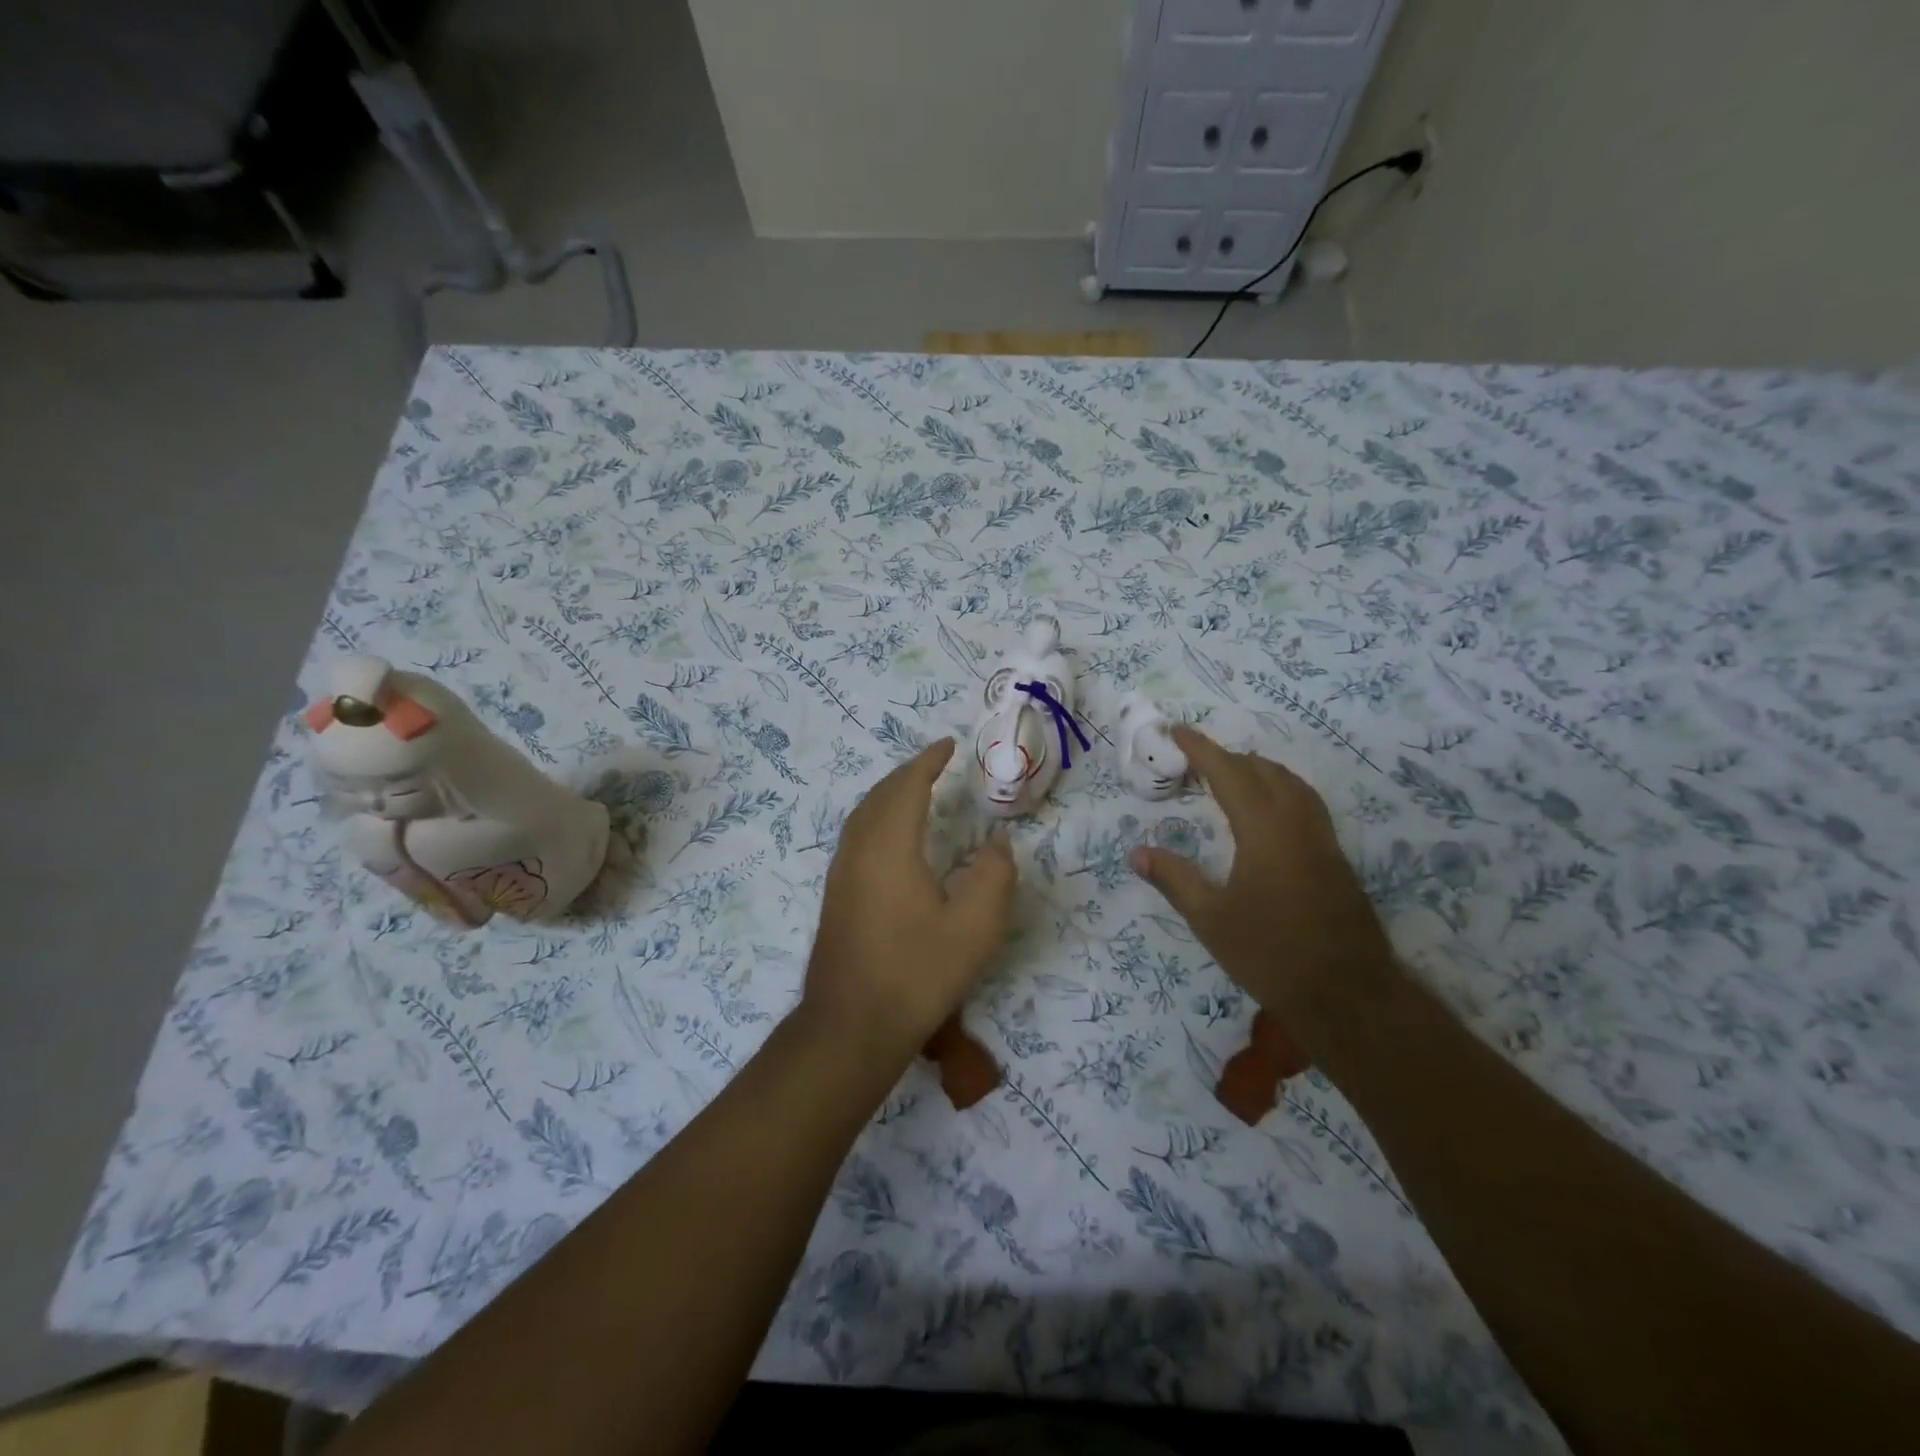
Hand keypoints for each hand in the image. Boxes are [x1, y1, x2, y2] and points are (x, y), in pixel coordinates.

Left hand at [804, 739, 1017, 1060]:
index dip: (928, 762)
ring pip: (863, 815)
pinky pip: (857, 835)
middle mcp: (859, 850)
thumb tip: (996, 842)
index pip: (907, 787)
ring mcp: (841, 874)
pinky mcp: (836, 895)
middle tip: (936, 763)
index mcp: (890, 847)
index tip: (949, 745)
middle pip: (880, 795)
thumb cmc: (917, 973)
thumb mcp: (975, 927)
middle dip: (908, 773)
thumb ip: (993, 875)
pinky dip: (878, 817)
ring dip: (890, 794)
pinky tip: (892, 838)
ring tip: (916, 790)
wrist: (852, 1026)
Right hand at [1129, 727, 1398, 1041]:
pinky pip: (1306, 803)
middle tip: (1196, 760)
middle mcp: (1297, 823)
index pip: (1229, 773)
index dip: (1202, 749)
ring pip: (1291, 784)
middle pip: (1264, 771)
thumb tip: (1136, 853)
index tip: (1178, 731)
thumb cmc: (1271, 954)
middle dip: (1229, 757)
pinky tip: (1268, 813)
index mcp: (1264, 830)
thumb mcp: (1210, 919)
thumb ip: (1174, 879)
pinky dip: (1280, 790)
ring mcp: (1322, 840)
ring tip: (1231, 776)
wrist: (1348, 995)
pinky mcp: (1336, 858)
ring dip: (1259, 770)